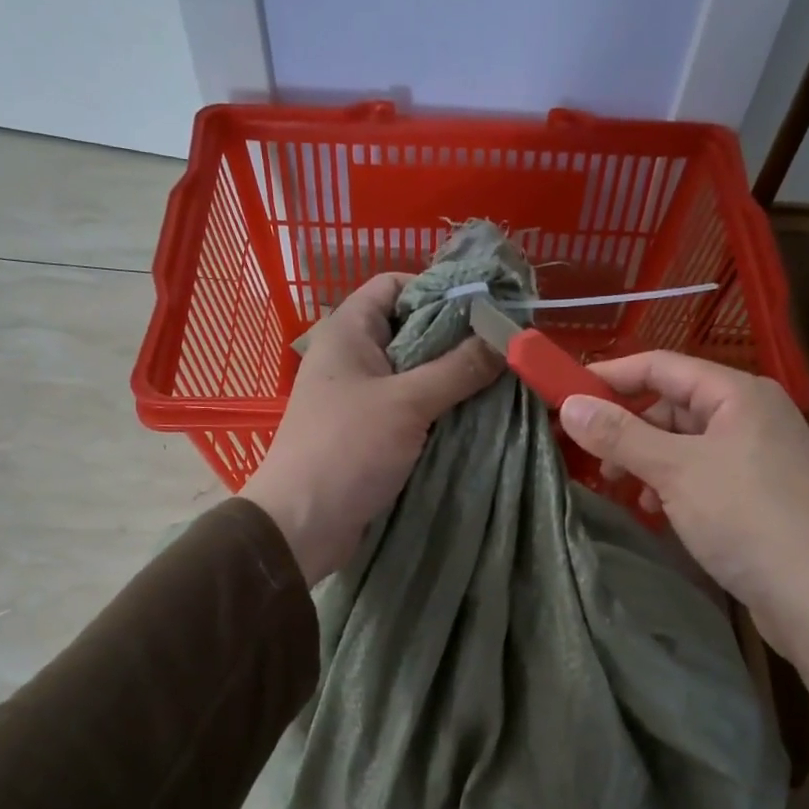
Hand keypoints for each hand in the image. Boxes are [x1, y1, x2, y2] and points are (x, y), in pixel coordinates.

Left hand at [240, 274, 501, 584]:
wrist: (302, 524)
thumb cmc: (347, 449)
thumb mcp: (407, 403)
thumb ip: (457, 368)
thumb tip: (506, 338)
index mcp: (348, 331)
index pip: (394, 284)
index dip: (437, 287)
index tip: (484, 306)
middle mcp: (354, 356)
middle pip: (411, 328)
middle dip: (456, 336)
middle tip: (504, 346)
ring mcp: (361, 395)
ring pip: (416, 371)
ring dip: (453, 376)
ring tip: (500, 380)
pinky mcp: (371, 431)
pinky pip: (412, 406)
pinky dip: (440, 407)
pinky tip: (476, 414)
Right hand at [559, 352, 808, 727]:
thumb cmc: (746, 518)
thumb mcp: (675, 471)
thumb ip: (621, 435)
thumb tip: (569, 406)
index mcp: (738, 393)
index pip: (662, 366)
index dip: (612, 376)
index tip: (566, 396)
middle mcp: (752, 415)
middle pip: (674, 405)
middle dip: (630, 428)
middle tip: (596, 459)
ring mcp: (759, 455)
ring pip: (686, 443)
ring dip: (649, 461)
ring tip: (626, 492)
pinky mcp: (759, 493)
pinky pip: (703, 473)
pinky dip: (673, 486)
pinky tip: (658, 512)